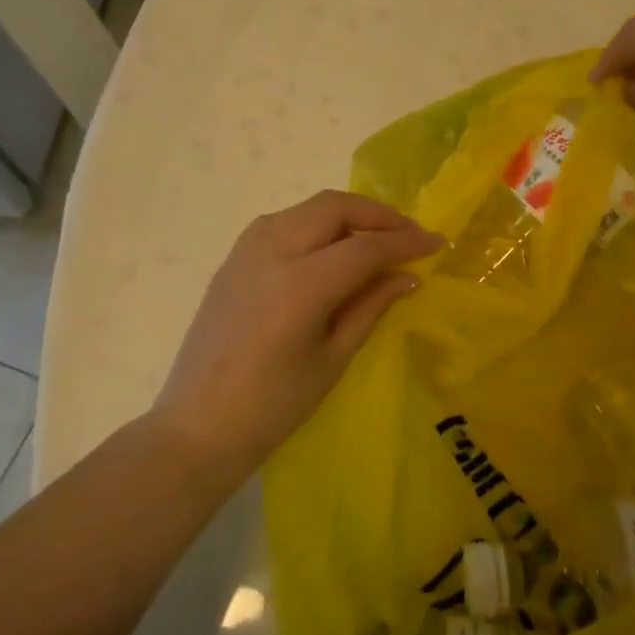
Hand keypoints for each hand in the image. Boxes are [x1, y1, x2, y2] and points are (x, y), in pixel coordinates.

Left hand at [153, 190, 440, 482]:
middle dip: (378, 215)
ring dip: (348, 214)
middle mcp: (271, 252)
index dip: (405, 242)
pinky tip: (332, 249)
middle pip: (335, 207)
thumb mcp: (332, 358)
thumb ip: (371, 307)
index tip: (437, 242)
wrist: (197, 427)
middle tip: (409, 236)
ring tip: (376, 239)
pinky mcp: (234, 258)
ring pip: (309, 208)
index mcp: (300, 284)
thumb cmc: (273, 406)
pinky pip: (285, 222)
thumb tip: (408, 277)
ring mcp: (247, 250)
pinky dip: (318, 224)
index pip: (365, 247)